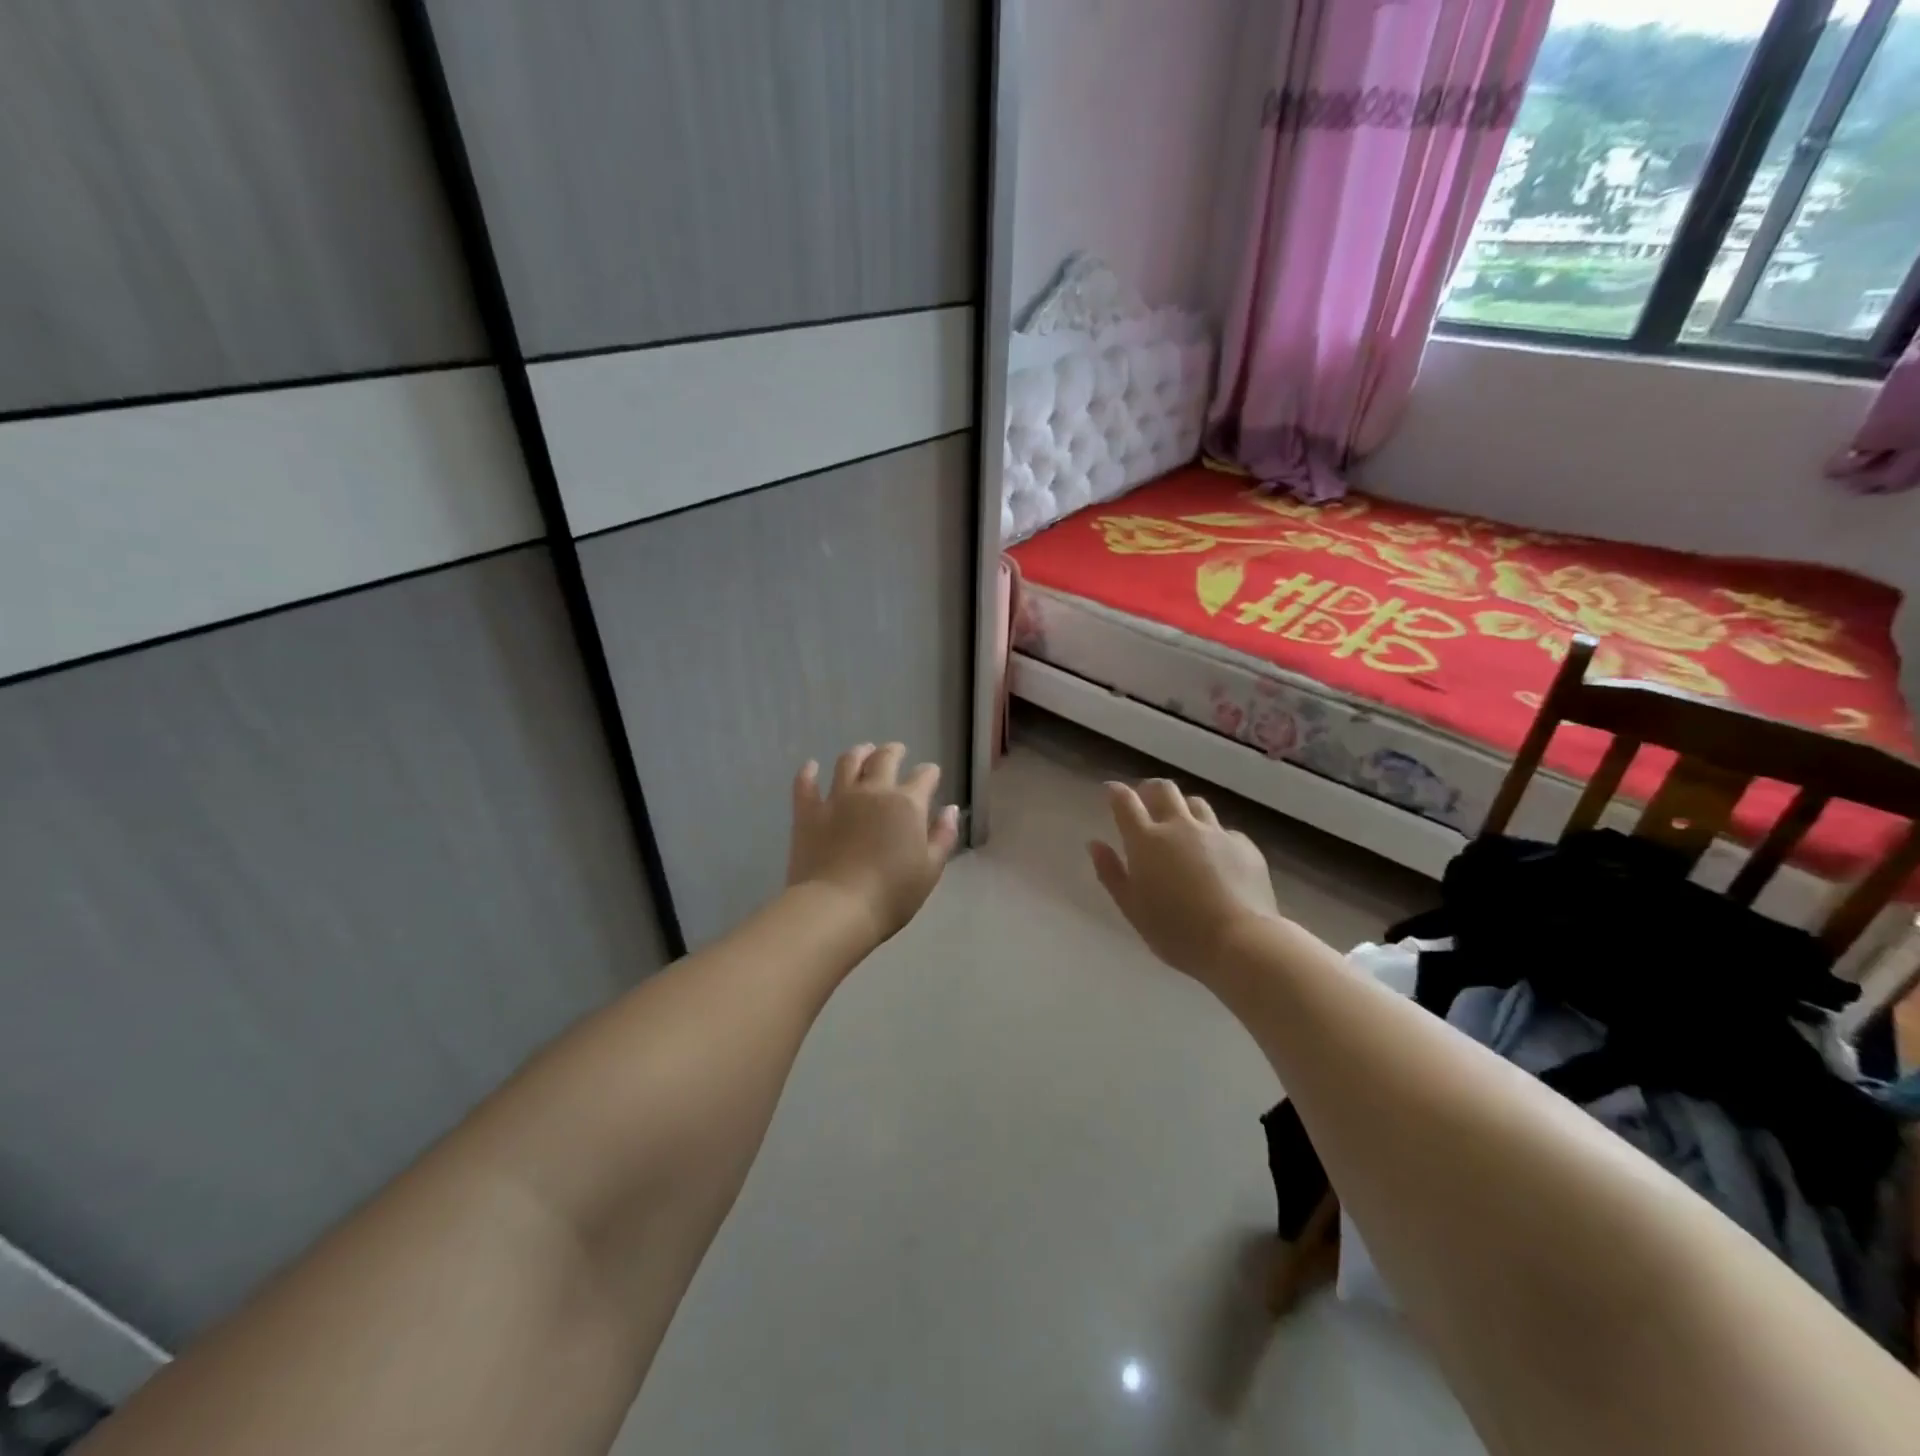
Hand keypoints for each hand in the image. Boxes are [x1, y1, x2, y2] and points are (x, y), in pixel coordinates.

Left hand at [787, 743, 960, 943]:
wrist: (837, 908)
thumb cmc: (892, 894)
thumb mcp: (930, 870)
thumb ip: (943, 836)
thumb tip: (951, 809)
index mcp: (907, 803)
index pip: (924, 777)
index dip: (930, 774)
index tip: (931, 775)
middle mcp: (872, 791)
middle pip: (884, 758)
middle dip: (894, 751)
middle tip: (896, 750)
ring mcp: (837, 798)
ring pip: (847, 762)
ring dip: (858, 753)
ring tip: (862, 751)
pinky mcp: (808, 813)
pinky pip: (805, 784)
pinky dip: (808, 773)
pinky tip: (811, 767)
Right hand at [1088, 779, 1281, 983]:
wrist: (1240, 942)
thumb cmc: (1176, 931)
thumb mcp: (1132, 908)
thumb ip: (1111, 873)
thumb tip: (1095, 844)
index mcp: (1146, 841)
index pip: (1125, 802)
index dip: (1116, 792)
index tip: (1111, 791)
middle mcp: (1180, 826)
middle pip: (1164, 789)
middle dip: (1150, 789)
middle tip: (1146, 800)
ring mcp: (1215, 832)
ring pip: (1196, 803)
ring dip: (1183, 808)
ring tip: (1181, 824)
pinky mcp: (1244, 845)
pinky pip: (1224, 830)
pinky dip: (1213, 836)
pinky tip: (1216, 855)